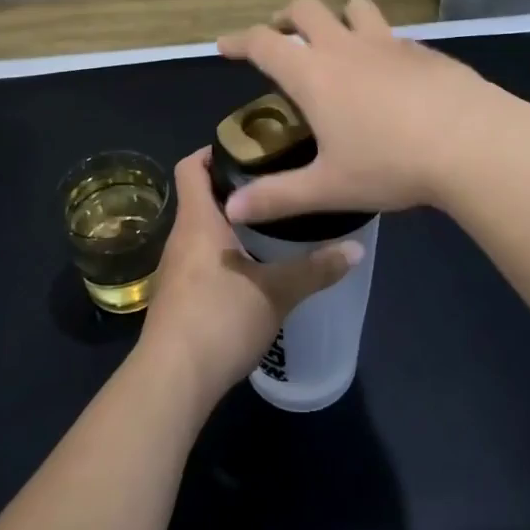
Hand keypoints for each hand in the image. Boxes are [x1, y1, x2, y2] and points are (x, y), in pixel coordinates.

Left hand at [137, 149, 359, 405]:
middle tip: (275, 184)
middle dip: (234, 188)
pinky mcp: (176, 297)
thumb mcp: (277, 292)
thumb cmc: (220, 319)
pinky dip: (222, 252)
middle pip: (200, 196)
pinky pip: (199, 258)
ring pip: (200, 230)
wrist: (172, 381)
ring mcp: (174, 269)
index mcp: (198, 221)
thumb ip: (316, 269)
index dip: (214, 150)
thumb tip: (357, 249)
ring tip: (270, 223)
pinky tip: (251, 268)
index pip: (192, 166)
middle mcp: (180, 237)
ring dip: (229, 223)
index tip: (250, 148)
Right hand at [216, 0, 529, 222]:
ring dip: (338, 17)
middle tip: (282, 37)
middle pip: (306, 9)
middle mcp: (345, 47)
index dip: (238, 41)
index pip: (263, 43)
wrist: (473, 143)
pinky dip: (378, 42)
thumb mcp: (328, 187)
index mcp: (313, 74)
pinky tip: (390, 73)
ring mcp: (388, 42)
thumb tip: (233, 208)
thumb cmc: (391, 164)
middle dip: (286, 17)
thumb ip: (277, 197)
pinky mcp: (423, 50)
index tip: (225, 46)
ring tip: (337, 42)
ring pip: (355, 7)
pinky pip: (391, 33)